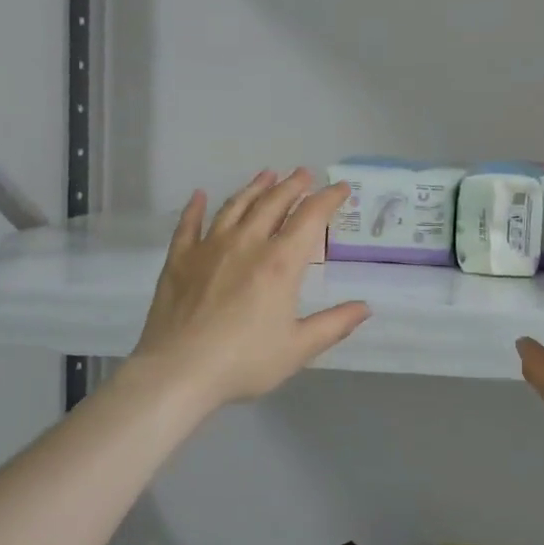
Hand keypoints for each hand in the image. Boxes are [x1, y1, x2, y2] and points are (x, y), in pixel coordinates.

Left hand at [131, 169, 369, 410]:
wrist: (178, 371)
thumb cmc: (244, 362)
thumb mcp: (298, 348)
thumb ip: (334, 324)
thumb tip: (365, 307)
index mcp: (280, 263)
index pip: (310, 218)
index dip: (328, 199)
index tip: (340, 188)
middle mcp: (247, 244)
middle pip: (272, 203)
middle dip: (292, 185)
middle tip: (303, 173)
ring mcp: (209, 248)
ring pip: (235, 206)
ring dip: (254, 188)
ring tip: (266, 174)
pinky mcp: (179, 259)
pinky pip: (189, 224)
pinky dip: (195, 207)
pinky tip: (200, 195)